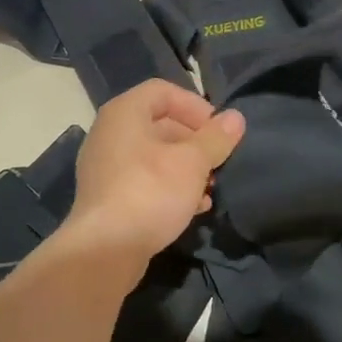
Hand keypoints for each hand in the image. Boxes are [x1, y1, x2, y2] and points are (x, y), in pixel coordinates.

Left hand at [62, 80, 245, 261]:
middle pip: (160, 124)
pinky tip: (194, 207)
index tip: (218, 130)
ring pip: (154, 155)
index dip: (195, 106)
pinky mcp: (109, 196)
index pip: (163, 91)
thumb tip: (236, 118)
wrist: (104, 251)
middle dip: (195, 141)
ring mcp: (106, 167)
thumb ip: (216, 138)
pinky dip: (170, 186)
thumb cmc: (150, 192)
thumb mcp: (192, 163)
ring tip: (210, 187)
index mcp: (124, 113)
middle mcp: (110, 133)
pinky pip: (144, 180)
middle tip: (218, 160)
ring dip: (186, 167)